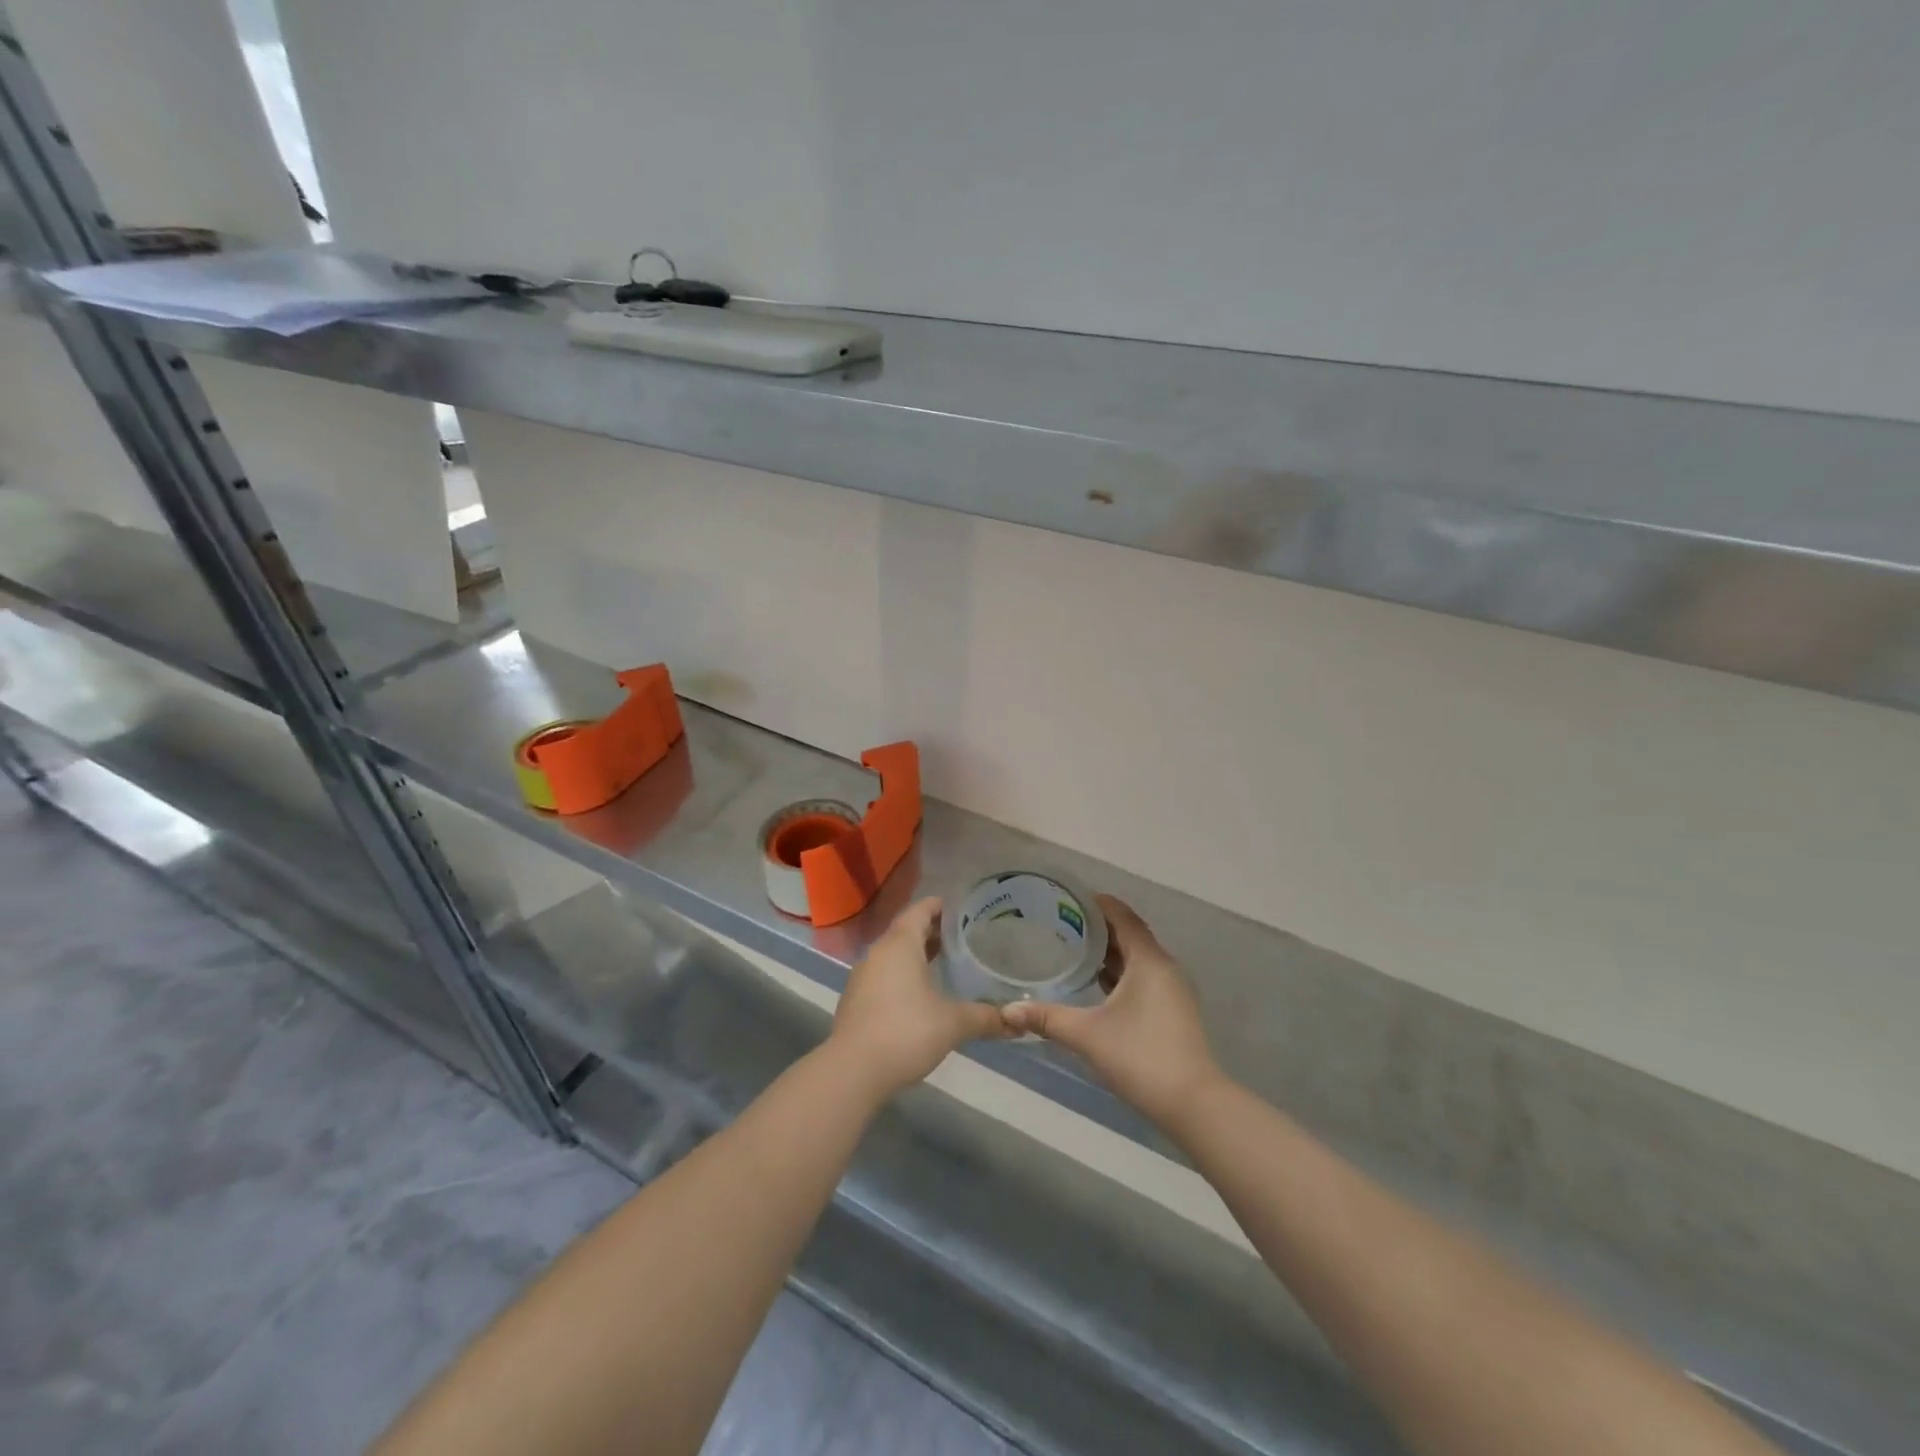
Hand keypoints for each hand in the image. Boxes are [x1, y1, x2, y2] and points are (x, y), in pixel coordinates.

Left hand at [828, 897, 1007, 1099]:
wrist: (852, 1071)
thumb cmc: (905, 1032)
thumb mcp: (953, 1024)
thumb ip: (986, 1018)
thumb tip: (1018, 1023)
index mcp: (900, 944)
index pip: (920, 910)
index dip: (940, 906)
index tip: (962, 908)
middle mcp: (878, 952)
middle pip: (907, 930)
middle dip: (933, 931)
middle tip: (963, 936)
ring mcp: (863, 976)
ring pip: (894, 954)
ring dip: (917, 954)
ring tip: (946, 962)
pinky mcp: (857, 1000)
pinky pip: (884, 974)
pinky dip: (904, 974)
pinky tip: (922, 993)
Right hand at [1001, 896, 1221, 1128]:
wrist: (1194, 1104)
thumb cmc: (1140, 1056)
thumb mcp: (1087, 1035)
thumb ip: (1046, 1018)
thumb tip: (1006, 1011)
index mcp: (1149, 961)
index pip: (1123, 917)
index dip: (1098, 903)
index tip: (1068, 897)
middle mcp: (1164, 968)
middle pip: (1130, 935)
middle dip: (1099, 927)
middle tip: (1062, 922)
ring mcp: (1172, 991)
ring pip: (1138, 959)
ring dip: (1110, 952)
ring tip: (1074, 948)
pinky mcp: (1173, 1011)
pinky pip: (1143, 978)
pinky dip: (1121, 974)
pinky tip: (1097, 986)